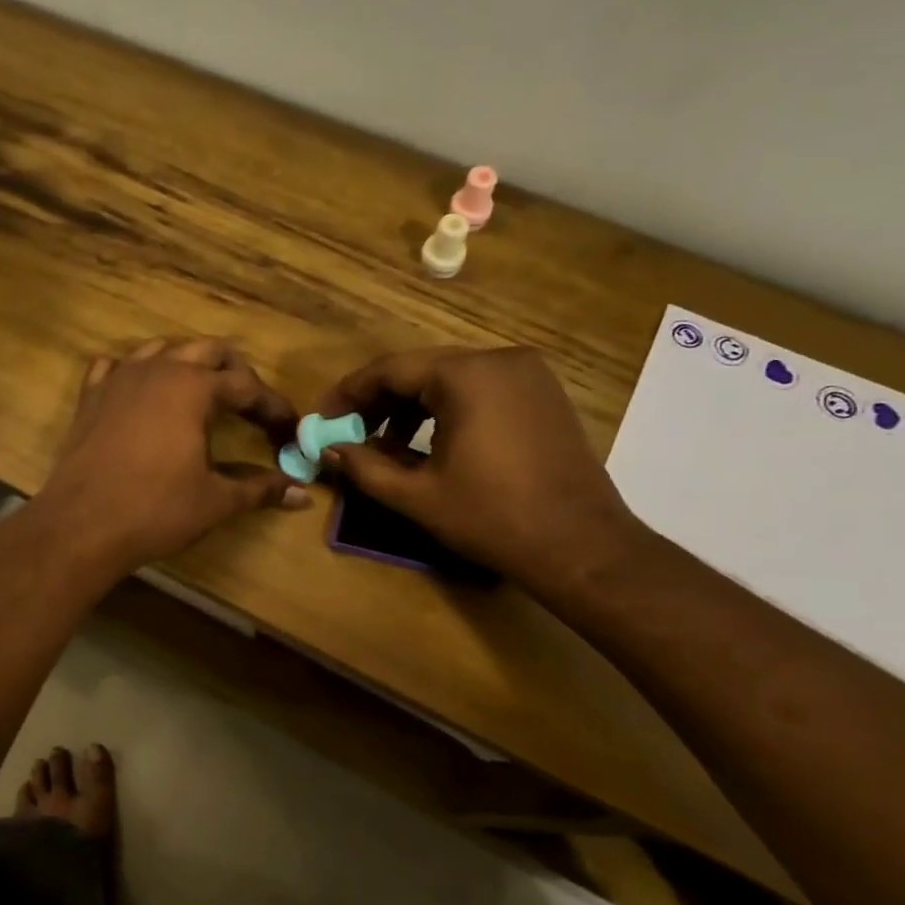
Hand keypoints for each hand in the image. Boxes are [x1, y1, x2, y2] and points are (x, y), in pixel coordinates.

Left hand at [34, 338, 310, 575]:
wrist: (81, 525)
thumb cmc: (156, 510)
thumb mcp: (215, 501)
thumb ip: (260, 490)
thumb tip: (302, 495)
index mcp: (194, 388)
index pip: (246, 386)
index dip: (272, 406)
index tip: (288, 428)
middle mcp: (158, 370)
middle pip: (208, 352)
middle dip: (235, 373)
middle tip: (250, 405)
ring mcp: (119, 378)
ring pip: (162, 349)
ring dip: (188, 364)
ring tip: (201, 392)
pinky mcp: (91, 395)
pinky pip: (116, 366)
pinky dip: (136, 372)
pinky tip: (141, 391)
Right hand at [315, 346, 647, 592]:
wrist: (581, 545)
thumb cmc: (492, 518)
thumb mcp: (418, 496)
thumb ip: (365, 467)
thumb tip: (327, 451)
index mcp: (466, 376)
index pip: (390, 370)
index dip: (350, 394)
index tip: (323, 420)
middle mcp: (499, 359)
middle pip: (421, 370)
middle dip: (380, 401)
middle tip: (349, 432)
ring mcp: (528, 374)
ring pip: (452, 378)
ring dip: (413, 406)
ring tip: (387, 443)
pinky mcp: (544, 393)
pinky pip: (481, 389)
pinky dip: (449, 408)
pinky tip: (432, 442)